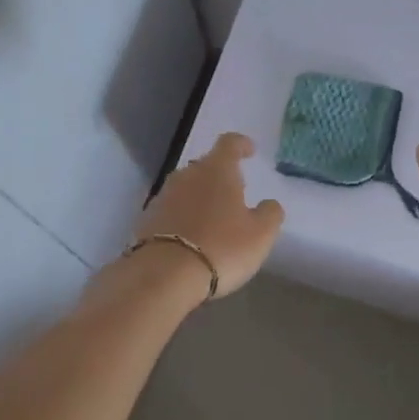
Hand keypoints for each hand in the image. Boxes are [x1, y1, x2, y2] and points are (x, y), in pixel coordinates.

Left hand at [135, 132, 284, 297]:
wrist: (164, 275)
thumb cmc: (221, 248)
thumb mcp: (260, 234)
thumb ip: (270, 214)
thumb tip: (269, 204)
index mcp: (217, 170)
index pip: (229, 144)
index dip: (241, 144)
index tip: (249, 150)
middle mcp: (187, 175)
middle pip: (206, 166)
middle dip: (221, 175)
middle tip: (235, 192)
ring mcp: (163, 196)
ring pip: (187, 188)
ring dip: (201, 197)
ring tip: (214, 217)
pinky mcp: (148, 219)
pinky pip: (172, 210)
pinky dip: (184, 216)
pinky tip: (192, 236)